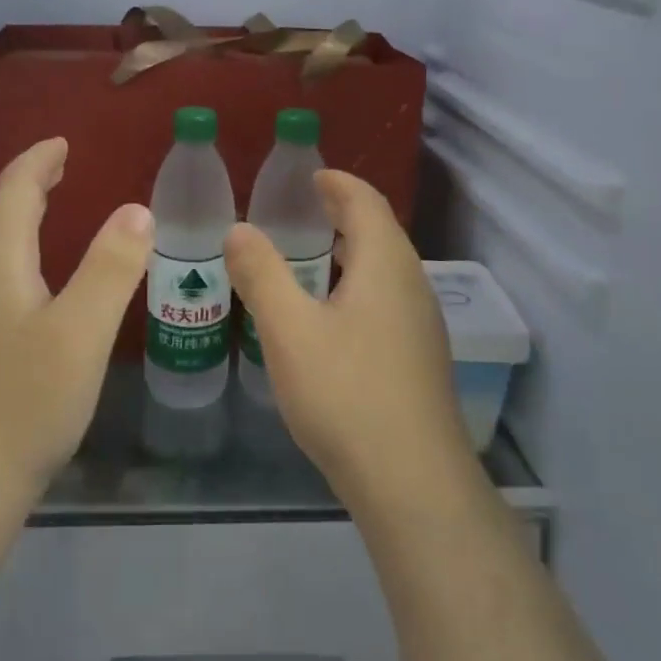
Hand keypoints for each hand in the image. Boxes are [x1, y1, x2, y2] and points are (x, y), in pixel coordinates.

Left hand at [0, 138, 152, 513]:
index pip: (13, 190)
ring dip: (21, 217)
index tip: (64, 142)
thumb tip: (136, 210)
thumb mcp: (80, 332)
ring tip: (53, 209)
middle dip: (29, 183)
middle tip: (63, 166)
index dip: (38, 160)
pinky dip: (18, 252)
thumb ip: (111, 266)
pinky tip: (37, 281)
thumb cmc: (24, 404)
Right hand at [226, 171, 471, 510]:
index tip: (306, 176)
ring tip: (307, 257)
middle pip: (379, 231)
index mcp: (386, 264)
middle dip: (341, 214)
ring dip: (349, 252)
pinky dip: (355, 285)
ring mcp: (421, 324)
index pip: (365, 201)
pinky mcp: (418, 358)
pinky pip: (385, 299)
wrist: (412, 483)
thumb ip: (261, 273)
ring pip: (384, 269)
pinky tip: (327, 316)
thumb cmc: (346, 393)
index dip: (336, 183)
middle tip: (297, 211)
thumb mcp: (288, 329)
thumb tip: (239, 229)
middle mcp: (412, 285)